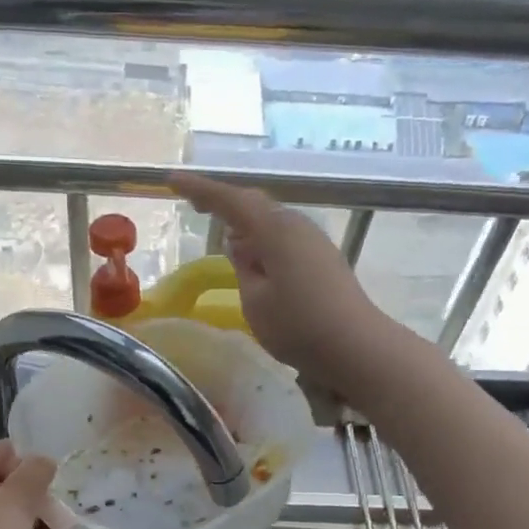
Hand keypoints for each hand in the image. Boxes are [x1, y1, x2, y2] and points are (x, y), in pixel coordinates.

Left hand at [0, 440, 76, 528]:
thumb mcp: (11, 505)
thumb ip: (33, 476)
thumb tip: (47, 459)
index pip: (2, 455)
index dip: (30, 455)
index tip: (62, 462)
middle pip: (22, 488)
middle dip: (49, 492)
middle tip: (78, 494)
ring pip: (33, 519)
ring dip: (56, 521)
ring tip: (78, 523)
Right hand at [170, 174, 395, 387]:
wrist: (356, 347)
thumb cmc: (299, 326)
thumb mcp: (256, 300)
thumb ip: (243, 268)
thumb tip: (240, 245)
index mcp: (275, 230)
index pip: (231, 201)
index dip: (201, 190)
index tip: (172, 181)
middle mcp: (296, 226)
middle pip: (254, 205)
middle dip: (224, 203)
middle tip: (196, 205)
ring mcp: (314, 241)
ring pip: (271, 223)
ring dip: (245, 225)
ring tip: (223, 236)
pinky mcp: (324, 259)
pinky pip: (284, 239)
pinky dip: (263, 242)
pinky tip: (256, 260)